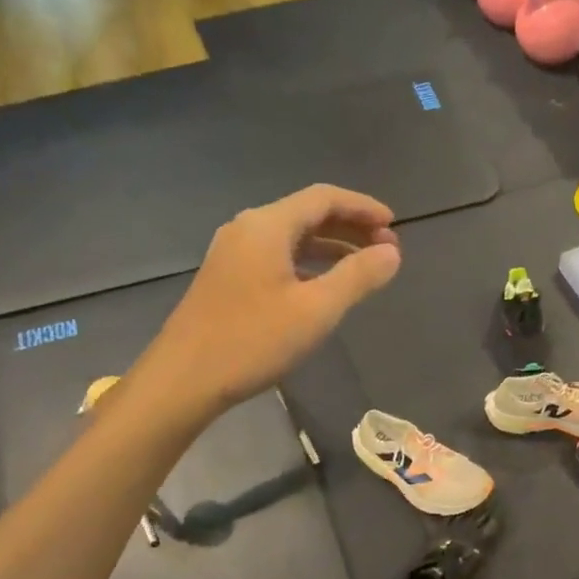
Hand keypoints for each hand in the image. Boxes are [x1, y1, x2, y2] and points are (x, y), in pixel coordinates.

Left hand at [146, 184, 401, 412]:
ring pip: (292, 237)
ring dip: (331, 246)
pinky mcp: (227, 278)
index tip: (395, 225)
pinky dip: (309, 262)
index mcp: (268, 226)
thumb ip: (358, 276)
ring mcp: (233, 253)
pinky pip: (277, 256)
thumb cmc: (253, 340)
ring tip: (364, 266)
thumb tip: (392, 252)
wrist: (183, 379)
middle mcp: (248, 229)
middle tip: (386, 248)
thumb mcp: (317, 309)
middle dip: (350, 226)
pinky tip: (324, 286)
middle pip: (307, 213)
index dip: (363, 207)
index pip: (324, 198)